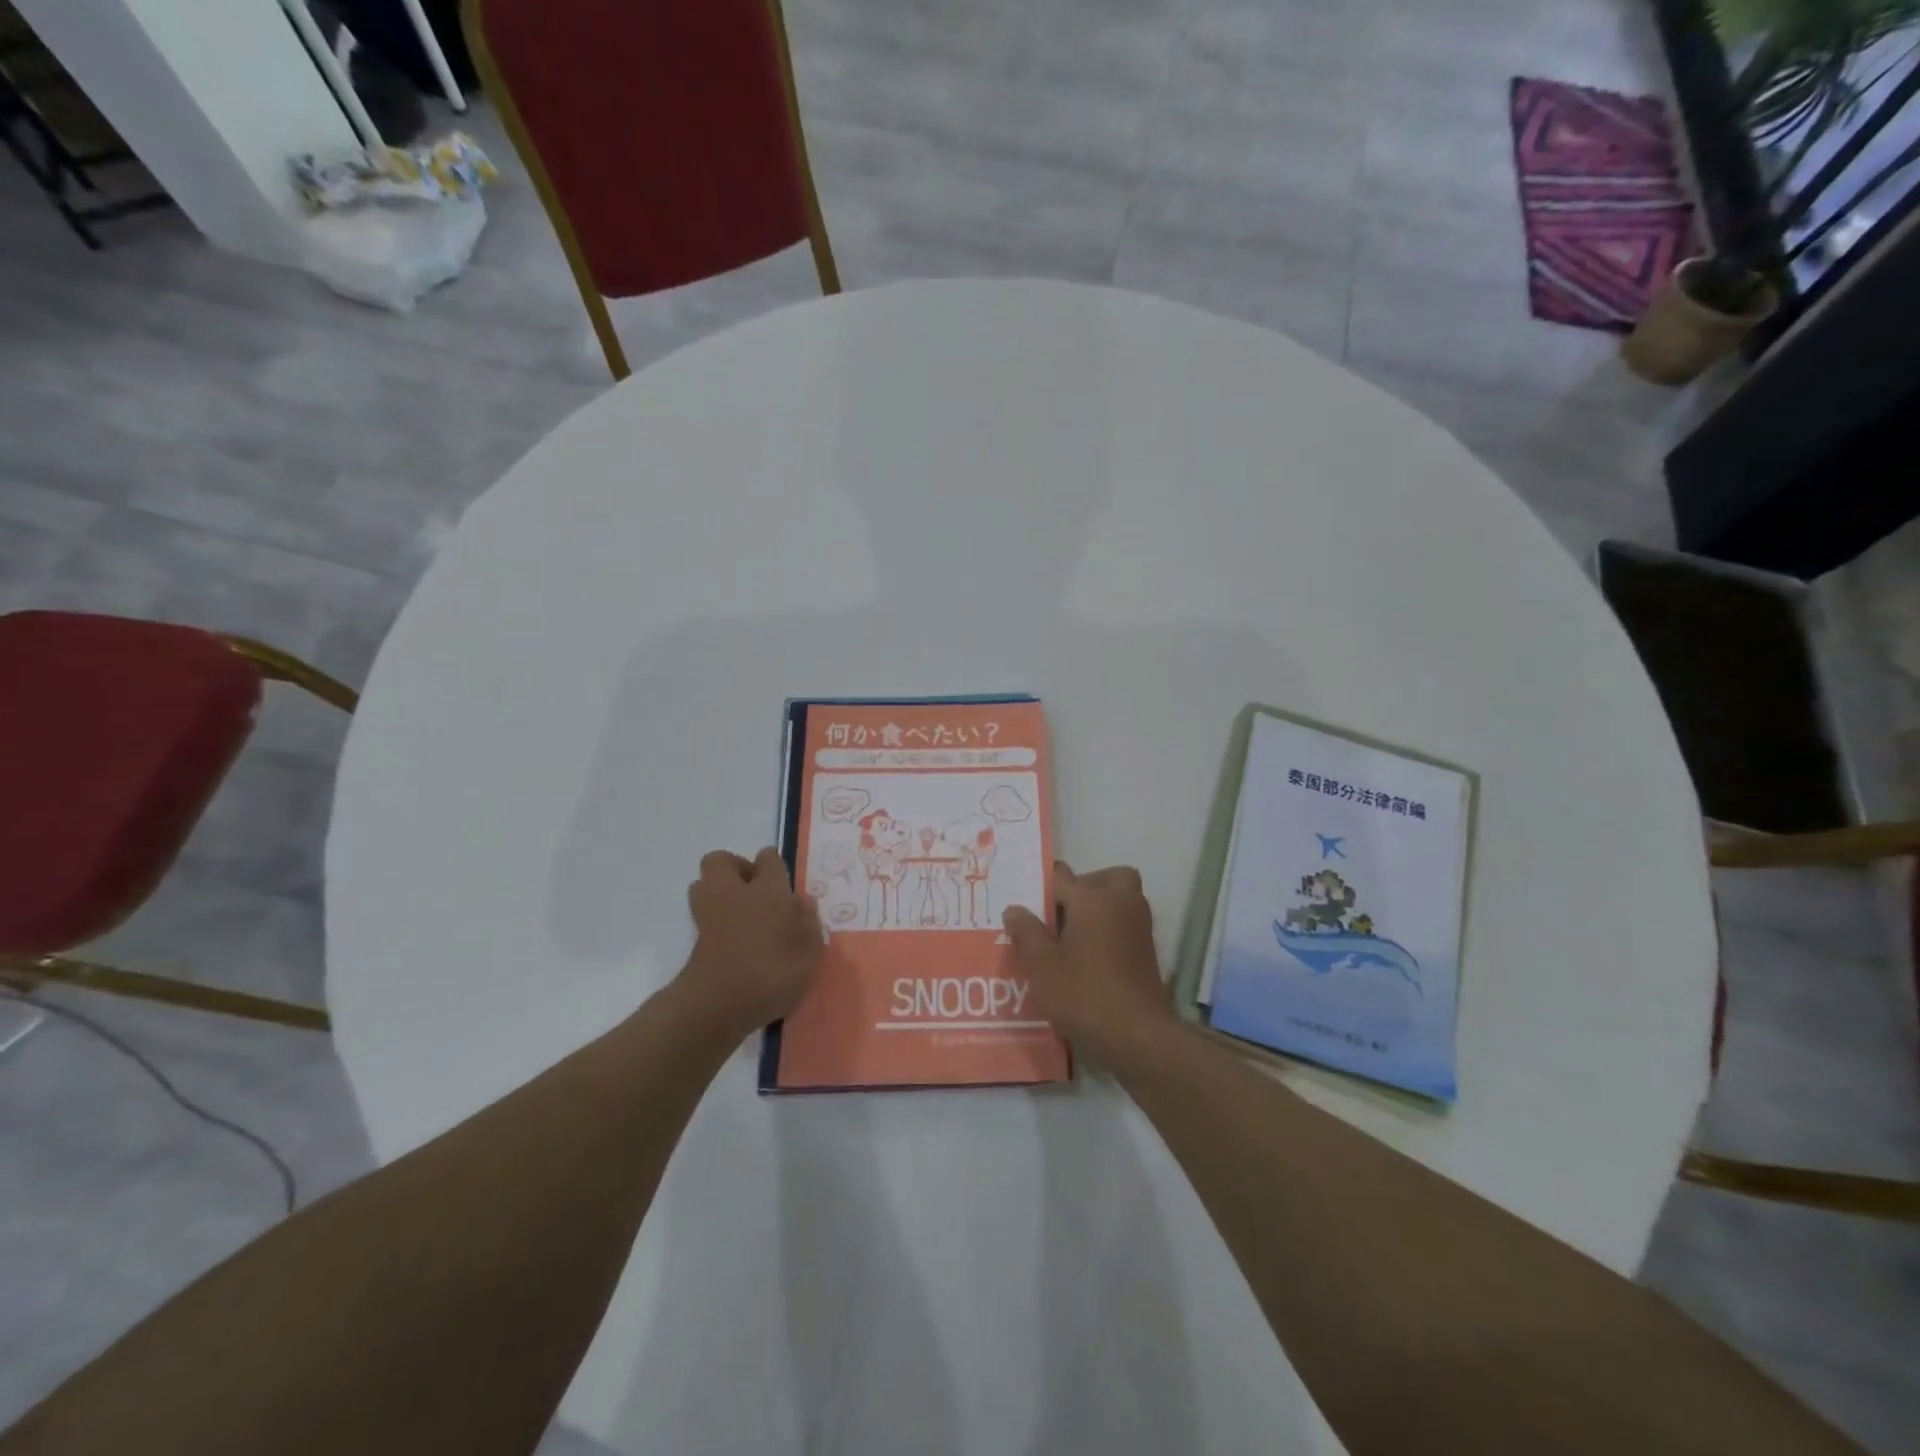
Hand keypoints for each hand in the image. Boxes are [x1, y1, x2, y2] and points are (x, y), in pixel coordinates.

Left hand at [676, 848, 822, 1039]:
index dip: (773, 864)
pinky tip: (734, 939)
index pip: (768, 858)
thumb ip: (808, 923)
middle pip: (720, 861)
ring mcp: (709, 914)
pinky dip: (714, 919)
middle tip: (755, 890)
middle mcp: (734, 893)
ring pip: (704, 884)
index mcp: (768, 890)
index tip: (782, 879)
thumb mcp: (810, 950)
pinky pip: (703, 914)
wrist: (718, 1006)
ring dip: (719, 891)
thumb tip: (802, 902)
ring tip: (742, 913)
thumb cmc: (773, 972)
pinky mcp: (695, 939)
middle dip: (735, 868)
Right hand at [1002, 862, 1176, 1075]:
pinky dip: (1108, 931)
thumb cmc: (1084, 994)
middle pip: (1104, 879)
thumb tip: (1015, 909)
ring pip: (1118, 900)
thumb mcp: (1041, 965)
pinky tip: (1086, 959)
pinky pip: (1124, 925)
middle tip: (1059, 914)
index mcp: (1092, 897)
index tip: (1024, 906)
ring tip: (1068, 939)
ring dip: (1097, 910)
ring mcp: (1138, 927)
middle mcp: (1120, 902)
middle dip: (1082, 889)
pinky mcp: (1146, 951)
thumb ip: (1026, 932)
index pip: (1060, 875)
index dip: (1039, 888)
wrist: (1138, 1036)